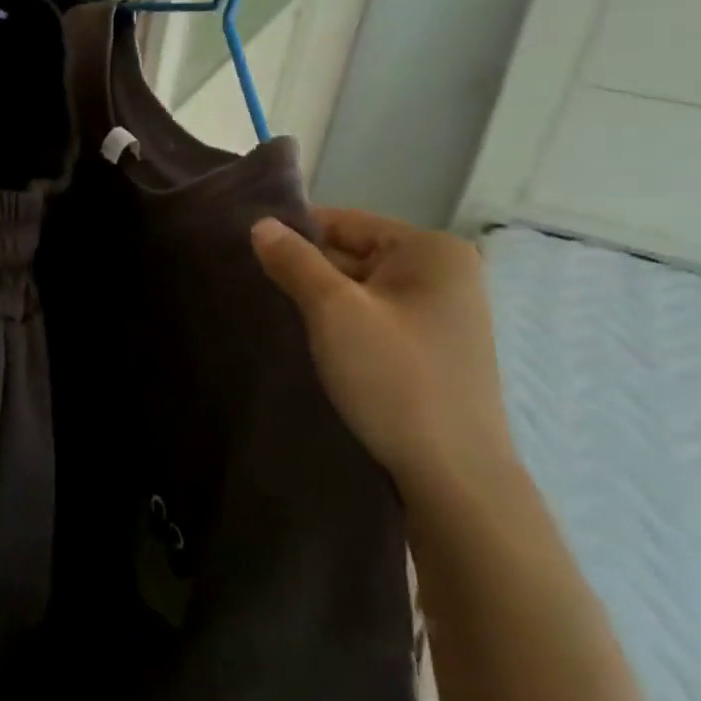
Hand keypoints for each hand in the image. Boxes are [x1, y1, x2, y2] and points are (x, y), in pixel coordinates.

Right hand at [252, 208, 515, 505]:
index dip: (293, 235)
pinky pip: (375, 318)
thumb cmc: (394, 380)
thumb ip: (294, 261)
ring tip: (275, 315)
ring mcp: (442, 314)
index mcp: (431, 251)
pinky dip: (342, 325)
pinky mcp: (433, 349)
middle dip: (306, 270)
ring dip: (321, 301)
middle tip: (254, 289)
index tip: (247, 255)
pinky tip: (312, 343)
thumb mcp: (333, 312)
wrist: (454, 478)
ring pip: (361, 289)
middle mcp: (445, 273)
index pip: (343, 222)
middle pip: (353, 254)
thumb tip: (260, 224)